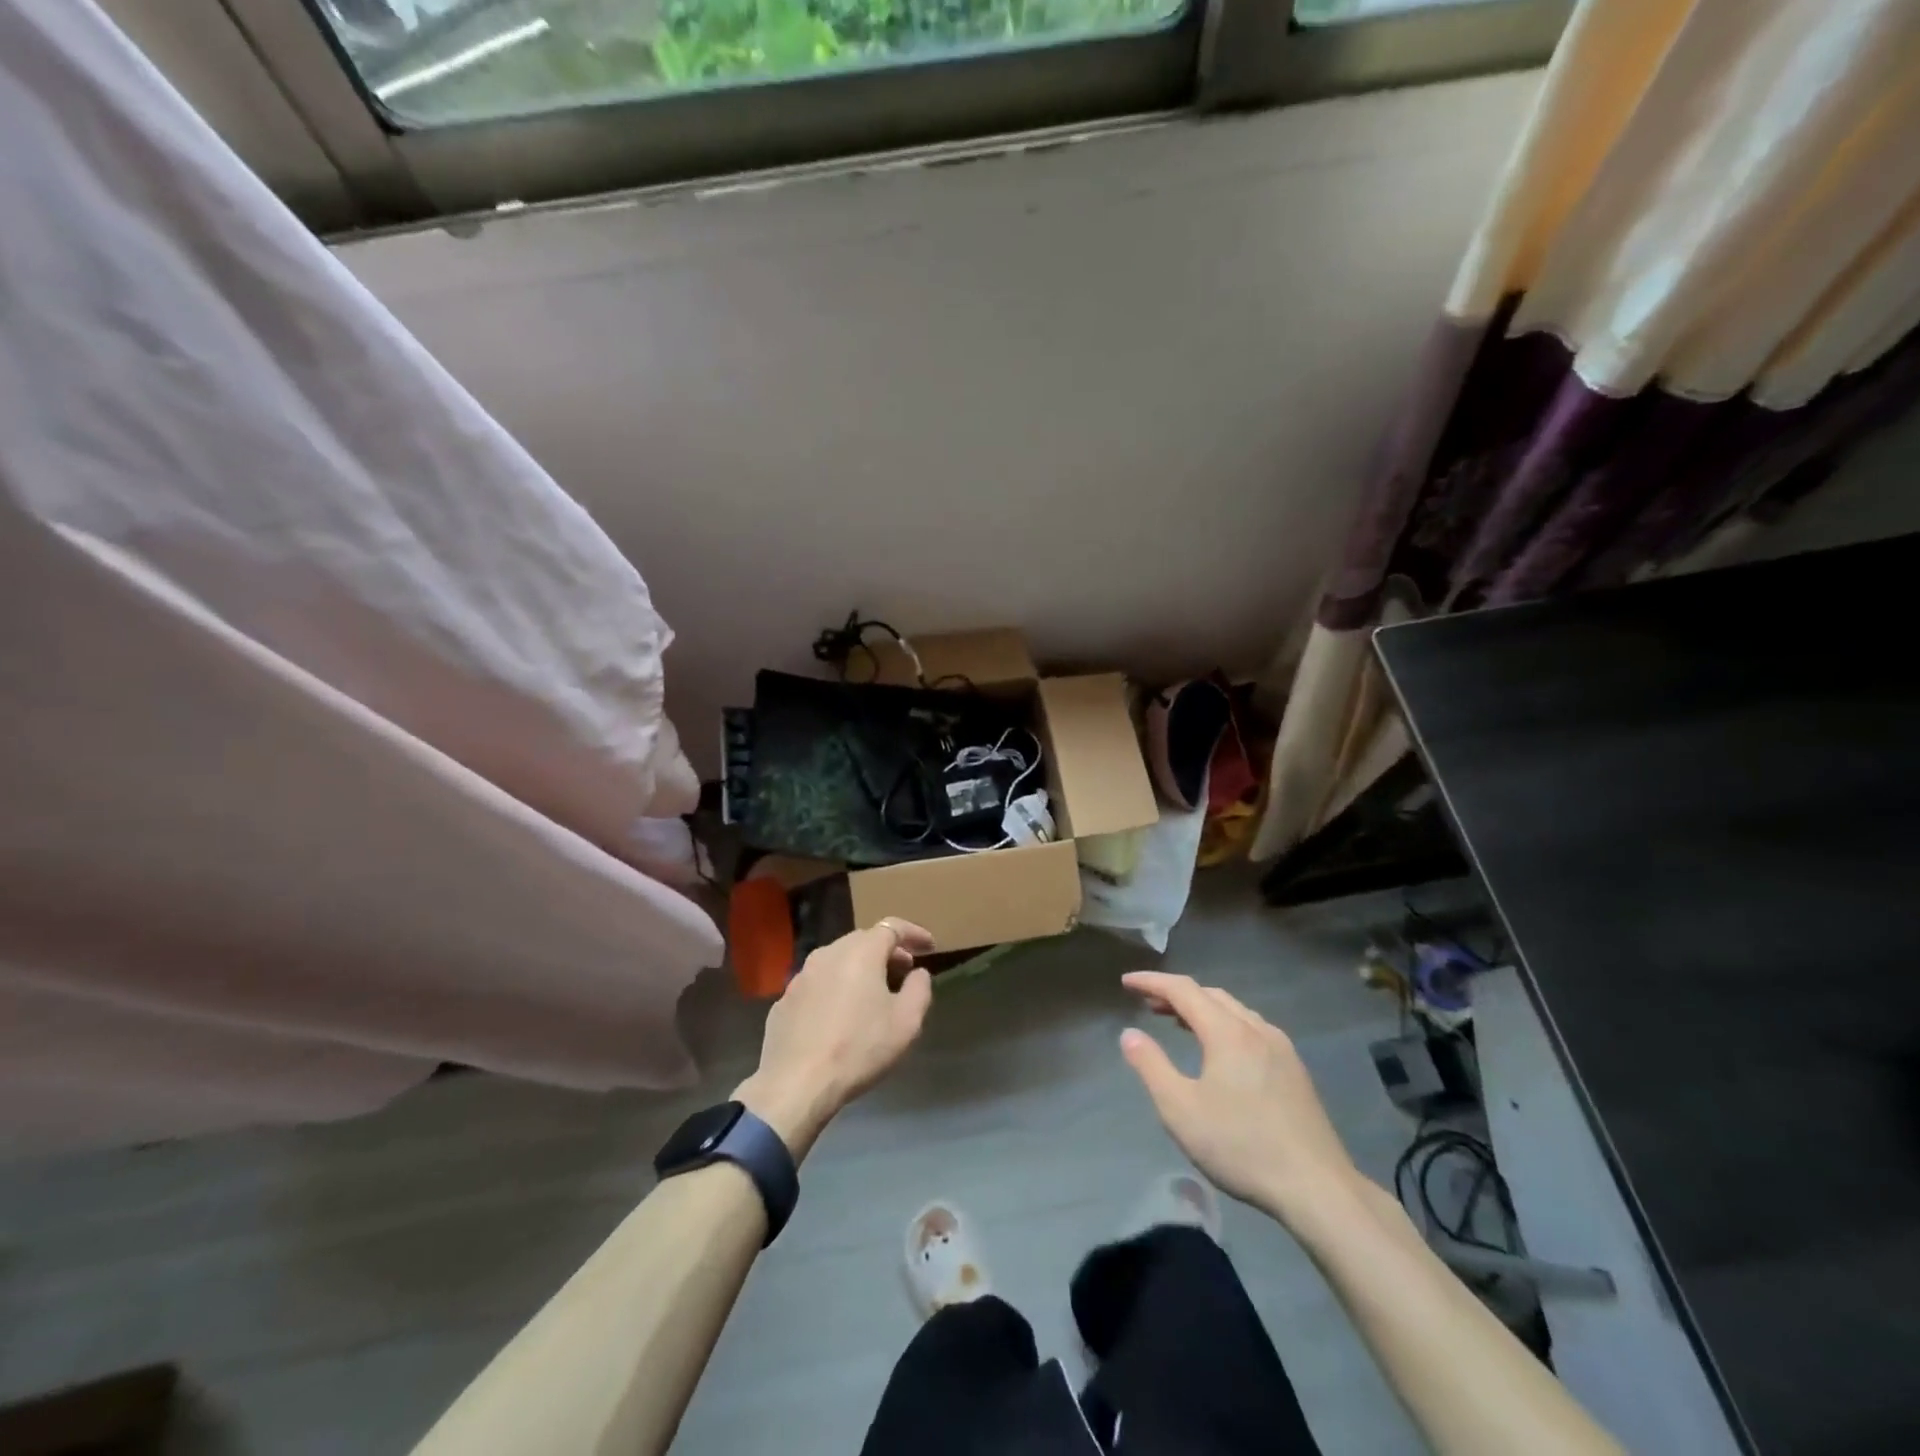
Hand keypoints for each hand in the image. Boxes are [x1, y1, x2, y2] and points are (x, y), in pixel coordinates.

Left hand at [735, 918, 934, 1158]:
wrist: (795, 1084)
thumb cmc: (858, 1048)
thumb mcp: (906, 1022)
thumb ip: (919, 989)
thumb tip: (918, 973)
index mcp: (860, 952)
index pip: (892, 927)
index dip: (914, 933)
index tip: (930, 946)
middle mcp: (828, 953)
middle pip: (863, 940)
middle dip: (887, 951)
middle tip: (904, 970)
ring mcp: (801, 975)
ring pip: (838, 960)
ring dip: (860, 969)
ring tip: (874, 992)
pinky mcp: (784, 999)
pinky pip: (819, 983)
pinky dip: (836, 987)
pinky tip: (841, 1014)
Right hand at [1119, 970, 1360, 1225]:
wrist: (1317, 1188)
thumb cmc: (1241, 1146)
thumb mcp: (1180, 1110)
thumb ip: (1151, 1066)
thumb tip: (1130, 1034)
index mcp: (1227, 1032)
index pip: (1183, 990)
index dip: (1152, 982)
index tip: (1126, 982)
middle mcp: (1256, 1029)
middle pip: (1210, 995)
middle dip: (1176, 994)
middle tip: (1148, 1005)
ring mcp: (1281, 1048)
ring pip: (1234, 1010)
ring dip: (1202, 1008)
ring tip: (1178, 1023)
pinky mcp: (1295, 1070)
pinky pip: (1252, 1028)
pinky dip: (1225, 1024)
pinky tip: (1220, 1051)